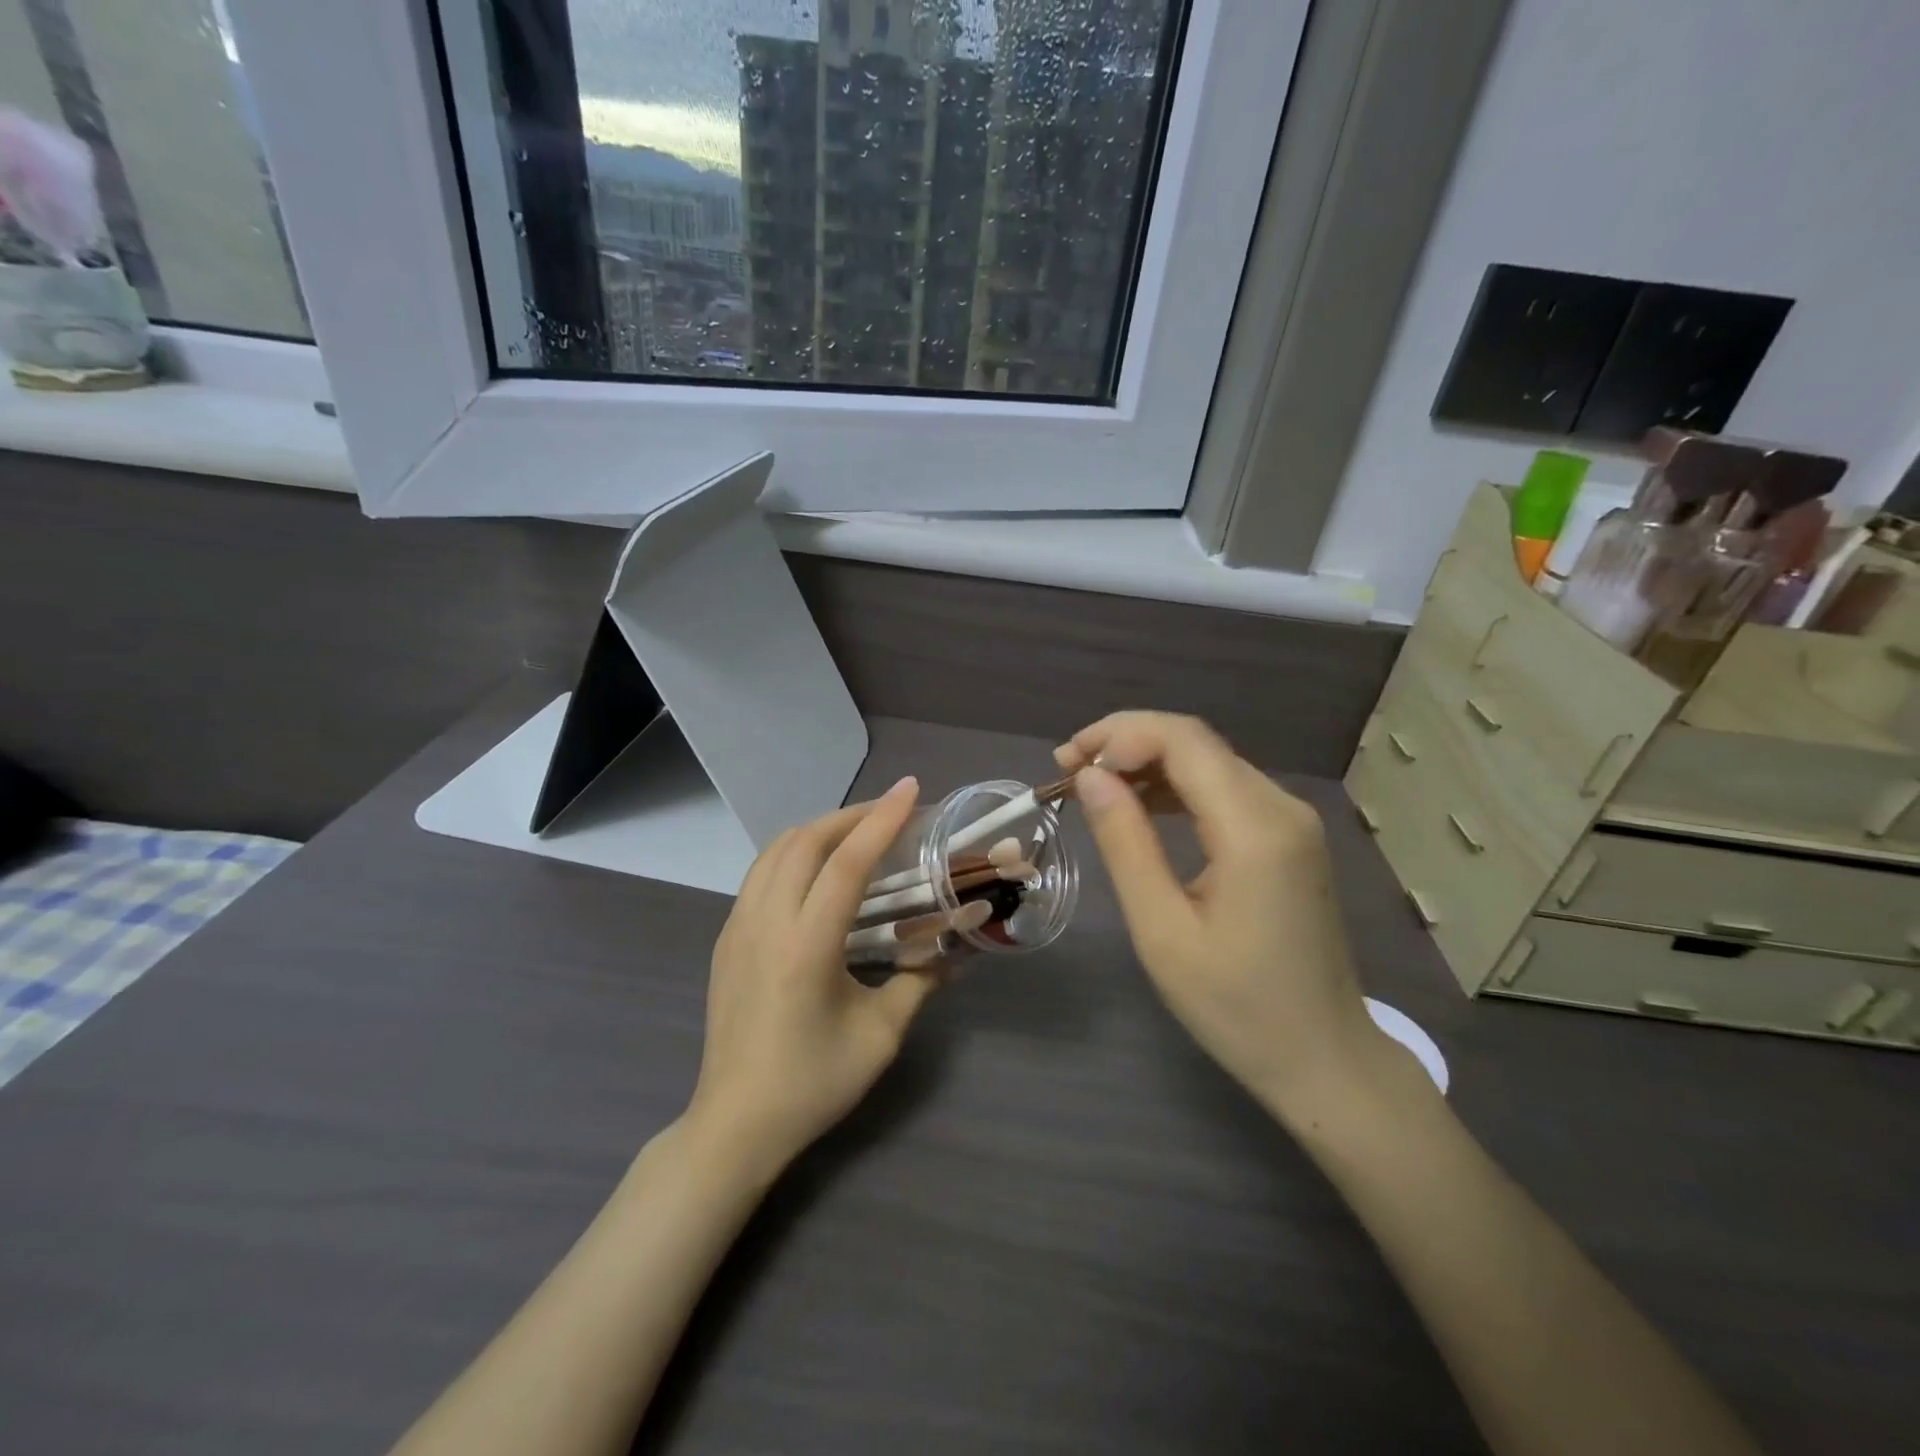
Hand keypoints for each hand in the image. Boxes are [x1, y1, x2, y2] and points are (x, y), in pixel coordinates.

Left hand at [687, 776, 943, 1175]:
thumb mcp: (881, 1036)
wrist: (735, 1124)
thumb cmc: (812, 1084)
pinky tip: (817, 868)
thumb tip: (957, 951)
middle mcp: (765, 923)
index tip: (910, 790)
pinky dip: (793, 852)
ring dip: (818, 829)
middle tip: (890, 810)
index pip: (847, 863)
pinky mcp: (726, 938)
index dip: (882, 820)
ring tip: (856, 830)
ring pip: (774, 850)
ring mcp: (737, 928)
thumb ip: (920, 982)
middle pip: (805, 841)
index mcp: (806, 946)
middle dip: (850, 815)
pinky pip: (760, 873)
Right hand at [1056, 713, 1384, 1120]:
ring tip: (1094, 787)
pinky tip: (1142, 807)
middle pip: (1196, 743)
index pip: (1183, 740)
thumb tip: (1091, 777)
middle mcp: (1281, 808)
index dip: (1119, 736)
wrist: (1324, 1059)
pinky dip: (1177, 787)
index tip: (1068, 765)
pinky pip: (1226, 790)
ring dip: (1148, 762)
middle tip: (1069, 771)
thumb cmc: (1236, 1007)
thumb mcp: (1162, 930)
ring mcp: (1292, 822)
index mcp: (1255, 828)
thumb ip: (1125, 843)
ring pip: (1210, 762)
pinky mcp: (1290, 839)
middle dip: (1127, 743)